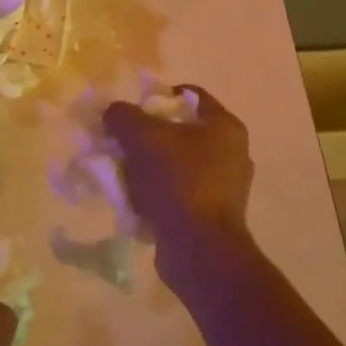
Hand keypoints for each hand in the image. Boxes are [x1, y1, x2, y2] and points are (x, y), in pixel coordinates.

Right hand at [104, 84, 255, 259]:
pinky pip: (178, 193)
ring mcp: (225, 187)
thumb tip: (113, 112)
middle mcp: (232, 153)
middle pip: (180, 131)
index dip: (158, 97)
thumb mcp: (142, 137)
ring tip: (124, 174)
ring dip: (149, 166)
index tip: (132, 111)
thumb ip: (122, 116)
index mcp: (225, 127)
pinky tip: (136, 201)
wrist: (198, 249)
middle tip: (122, 143)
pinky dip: (157, 193)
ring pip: (177, 164)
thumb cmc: (177, 181)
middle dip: (147, 136)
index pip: (190, 95)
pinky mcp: (213, 215)